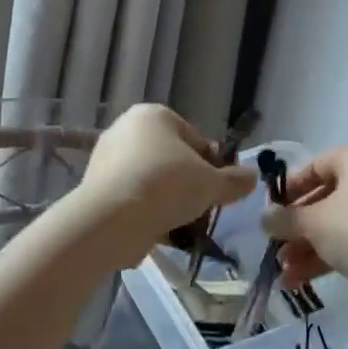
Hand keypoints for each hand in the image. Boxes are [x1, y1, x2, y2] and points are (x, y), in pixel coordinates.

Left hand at [75, 105, 256, 263]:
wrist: (112, 218)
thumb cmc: (166, 185)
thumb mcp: (212, 183)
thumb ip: (235, 180)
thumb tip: (251, 177)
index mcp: (153, 115)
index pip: (194, 138)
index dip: (212, 165)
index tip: (219, 189)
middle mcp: (125, 129)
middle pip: (171, 160)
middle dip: (189, 186)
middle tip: (203, 209)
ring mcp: (107, 159)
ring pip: (152, 182)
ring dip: (170, 203)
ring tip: (185, 227)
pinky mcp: (96, 188)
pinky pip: (132, 199)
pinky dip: (147, 213)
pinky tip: (161, 233)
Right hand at [261, 147, 347, 294]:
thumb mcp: (314, 223)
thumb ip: (284, 218)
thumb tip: (264, 218)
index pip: (317, 165)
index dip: (290, 187)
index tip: (271, 209)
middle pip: (326, 198)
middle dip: (297, 226)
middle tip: (274, 244)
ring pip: (337, 225)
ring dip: (307, 247)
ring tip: (283, 272)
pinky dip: (328, 257)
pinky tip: (300, 281)